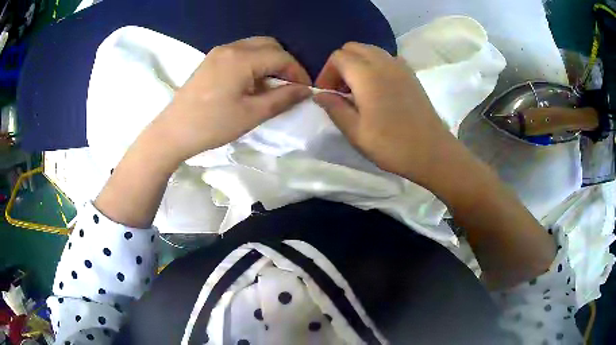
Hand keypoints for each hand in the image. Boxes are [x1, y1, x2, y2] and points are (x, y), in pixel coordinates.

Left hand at [151, 37, 311, 162]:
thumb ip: (282, 98)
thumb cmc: (212, 125)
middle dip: (284, 63)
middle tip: (288, 85)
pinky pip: (240, 53)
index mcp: (242, 58)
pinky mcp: (210, 60)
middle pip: (269, 45)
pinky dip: (253, 62)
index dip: (297, 72)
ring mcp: (218, 52)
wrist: (172, 132)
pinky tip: (250, 82)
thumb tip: (304, 90)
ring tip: (270, 85)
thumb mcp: (252, 114)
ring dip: (268, 61)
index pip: (281, 57)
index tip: (304, 90)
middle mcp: (231, 48)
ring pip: (254, 47)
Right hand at [313, 42, 454, 184]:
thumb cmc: (392, 145)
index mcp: (367, 75)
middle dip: (341, 64)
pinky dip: (375, 65)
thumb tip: (319, 94)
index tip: (327, 94)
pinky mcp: (411, 74)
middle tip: (340, 90)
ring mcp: (400, 66)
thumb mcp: (356, 132)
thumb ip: (334, 108)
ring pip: (371, 50)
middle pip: (353, 48)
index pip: (338, 57)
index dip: (326, 73)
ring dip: (358, 63)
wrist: (432, 152)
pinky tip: (377, 88)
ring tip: (357, 89)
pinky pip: (386, 58)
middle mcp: (384, 62)